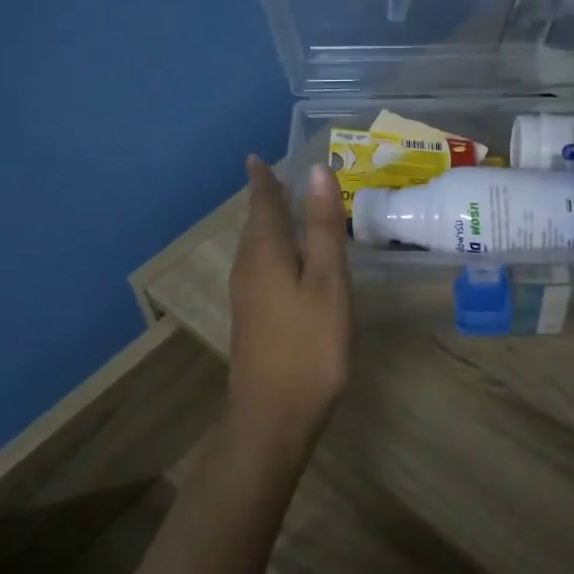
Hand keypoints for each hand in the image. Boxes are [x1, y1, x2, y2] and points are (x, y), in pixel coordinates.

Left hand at [227, 157, 352, 442]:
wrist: (273, 416)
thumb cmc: (310, 345)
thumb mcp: (328, 282)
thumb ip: (323, 227)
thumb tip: (317, 171)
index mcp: (266, 253)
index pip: (263, 203)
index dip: (263, 180)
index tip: (257, 157)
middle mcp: (248, 268)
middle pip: (255, 224)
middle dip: (265, 200)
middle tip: (278, 177)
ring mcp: (245, 296)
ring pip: (255, 248)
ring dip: (267, 225)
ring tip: (284, 210)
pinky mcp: (251, 319)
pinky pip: (258, 268)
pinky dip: (271, 251)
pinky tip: (286, 262)